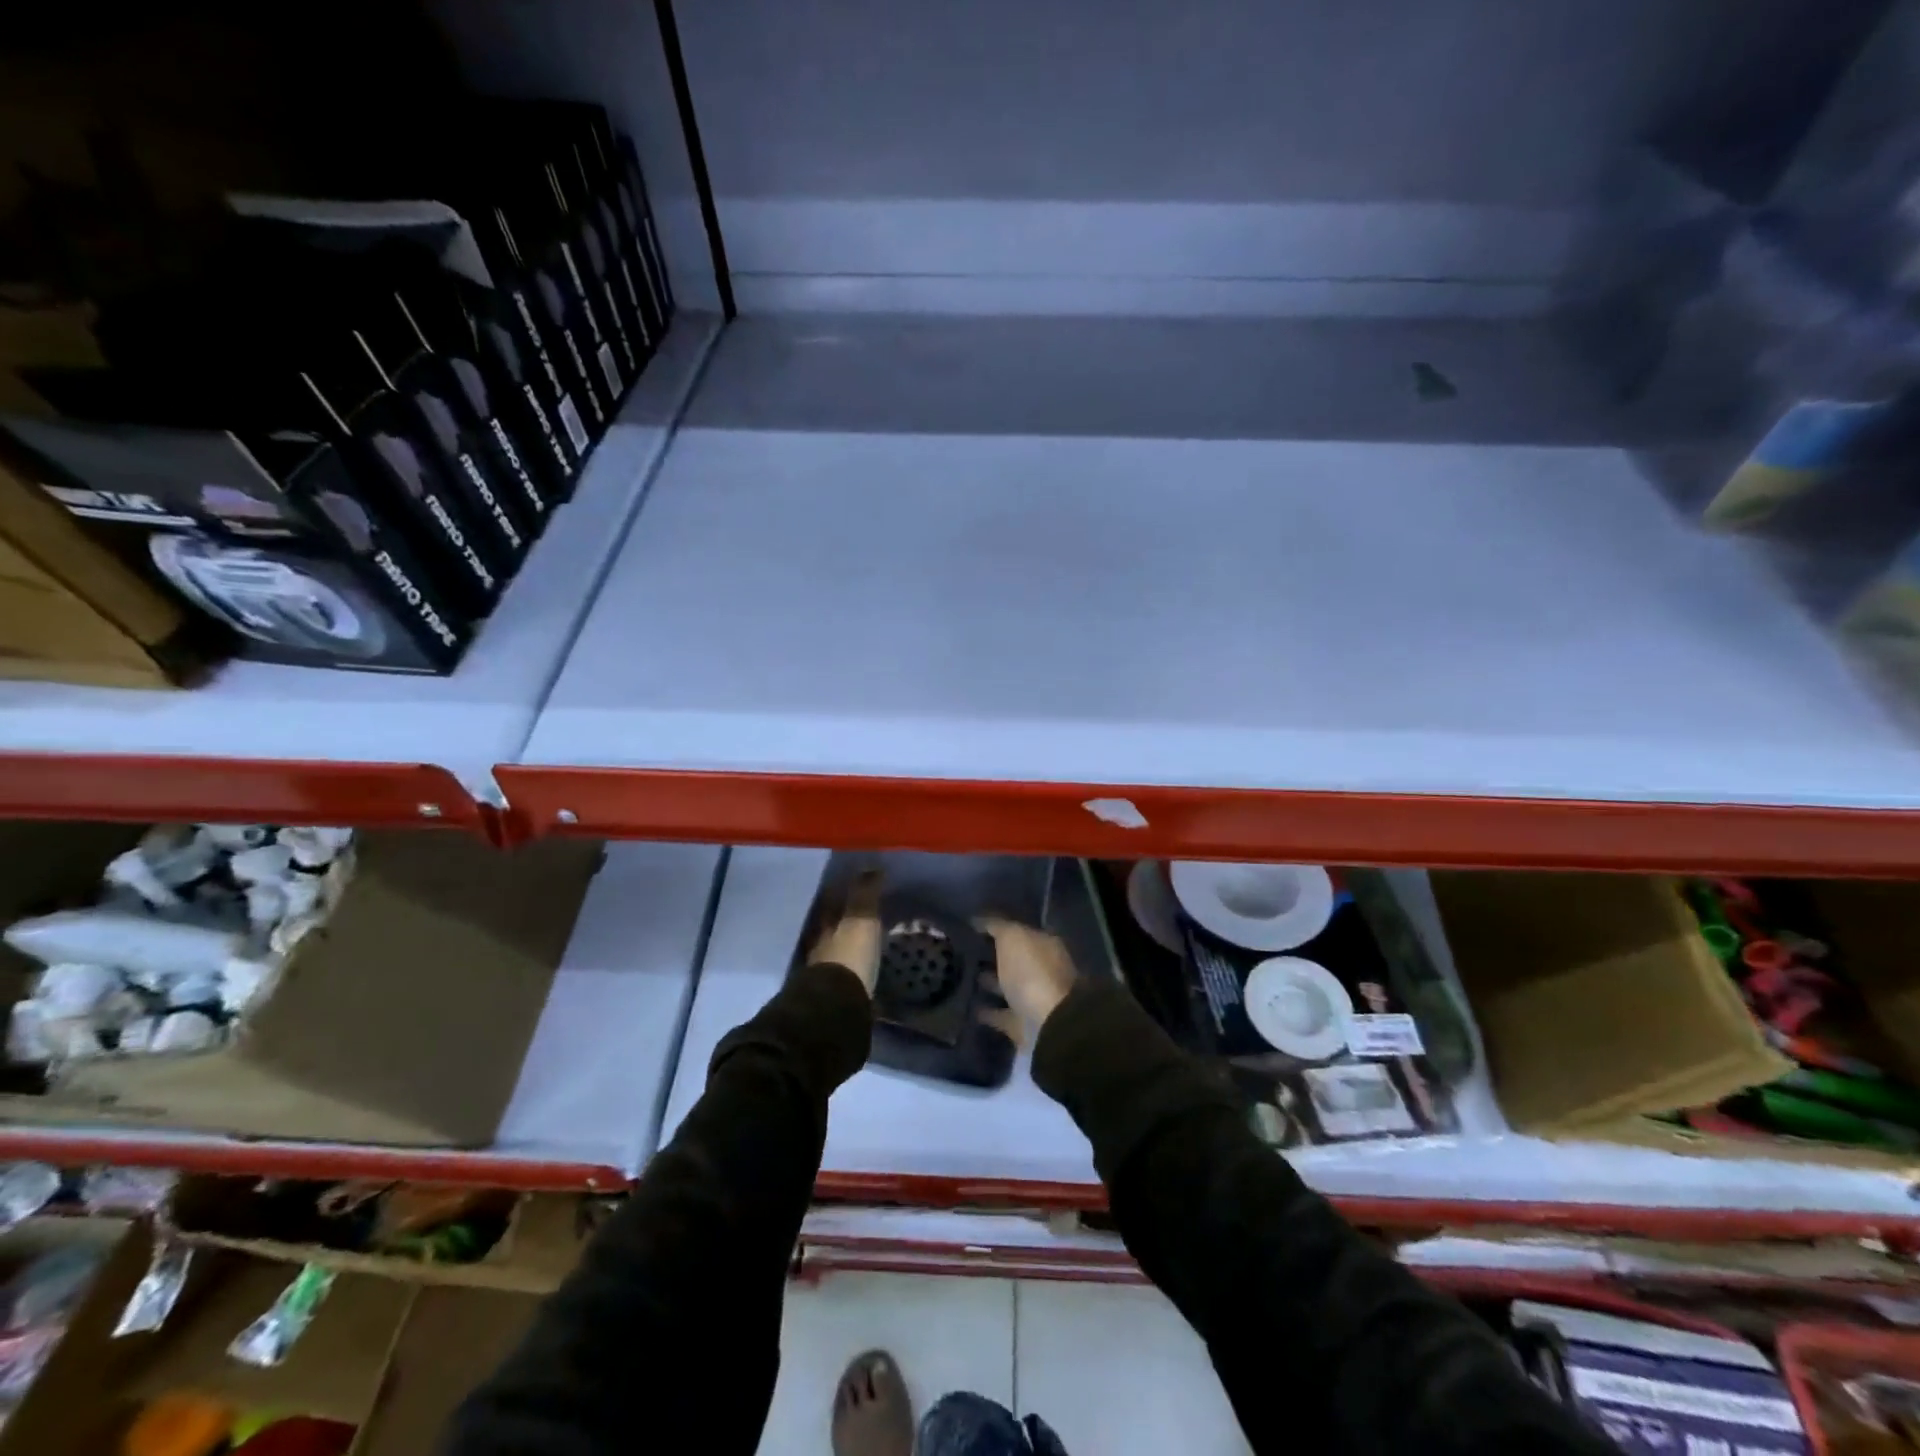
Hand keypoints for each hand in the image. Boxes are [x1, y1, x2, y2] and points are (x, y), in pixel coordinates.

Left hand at [808, 869, 883, 994]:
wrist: (837, 1007)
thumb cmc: (849, 956)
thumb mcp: (861, 920)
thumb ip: (865, 894)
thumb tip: (871, 864)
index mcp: (824, 925)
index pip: (830, 903)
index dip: (839, 893)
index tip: (850, 884)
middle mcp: (818, 945)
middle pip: (828, 927)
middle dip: (838, 919)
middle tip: (855, 911)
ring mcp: (822, 972)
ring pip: (831, 950)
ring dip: (842, 944)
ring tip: (859, 940)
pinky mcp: (831, 995)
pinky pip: (840, 973)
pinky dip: (849, 967)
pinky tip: (858, 968)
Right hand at [976, 918, 1077, 1029]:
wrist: (1048, 1025)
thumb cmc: (1032, 972)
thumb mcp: (1013, 937)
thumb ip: (997, 926)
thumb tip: (979, 919)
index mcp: (1046, 946)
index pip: (1021, 932)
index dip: (1000, 928)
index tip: (974, 928)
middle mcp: (1044, 970)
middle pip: (1016, 960)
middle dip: (995, 956)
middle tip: (965, 952)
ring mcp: (1035, 1000)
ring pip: (1010, 987)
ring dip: (991, 983)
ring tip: (962, 977)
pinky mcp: (1024, 1025)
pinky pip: (1002, 1014)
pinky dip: (989, 1012)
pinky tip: (969, 1007)